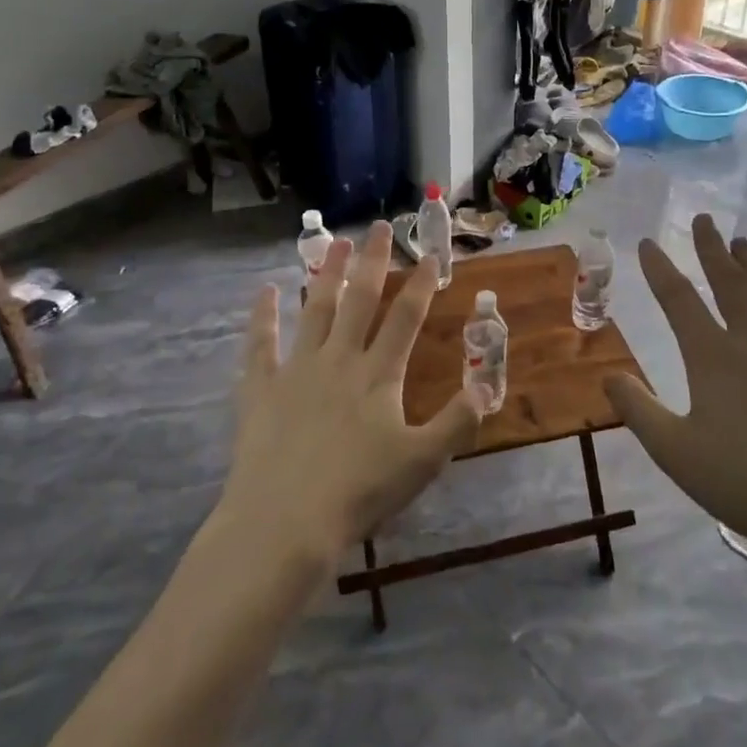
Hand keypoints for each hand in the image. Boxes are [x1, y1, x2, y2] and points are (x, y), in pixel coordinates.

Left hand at [216, 221, 481, 577]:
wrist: (286, 520)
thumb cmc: (360, 491)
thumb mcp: (423, 461)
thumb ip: (457, 421)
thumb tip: (486, 387)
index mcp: (379, 375)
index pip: (406, 318)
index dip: (421, 284)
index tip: (430, 256)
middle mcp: (339, 359)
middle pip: (360, 299)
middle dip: (372, 261)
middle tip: (379, 226)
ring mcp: (297, 369)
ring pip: (315, 310)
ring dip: (326, 274)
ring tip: (335, 243)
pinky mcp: (261, 387)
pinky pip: (261, 343)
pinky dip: (263, 315)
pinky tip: (266, 290)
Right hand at [603, 214, 746, 583]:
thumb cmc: (745, 483)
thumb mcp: (674, 452)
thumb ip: (638, 410)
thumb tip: (609, 375)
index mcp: (714, 358)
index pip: (679, 300)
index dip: (660, 269)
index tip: (648, 243)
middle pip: (730, 285)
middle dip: (712, 250)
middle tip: (704, 219)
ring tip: (742, 243)